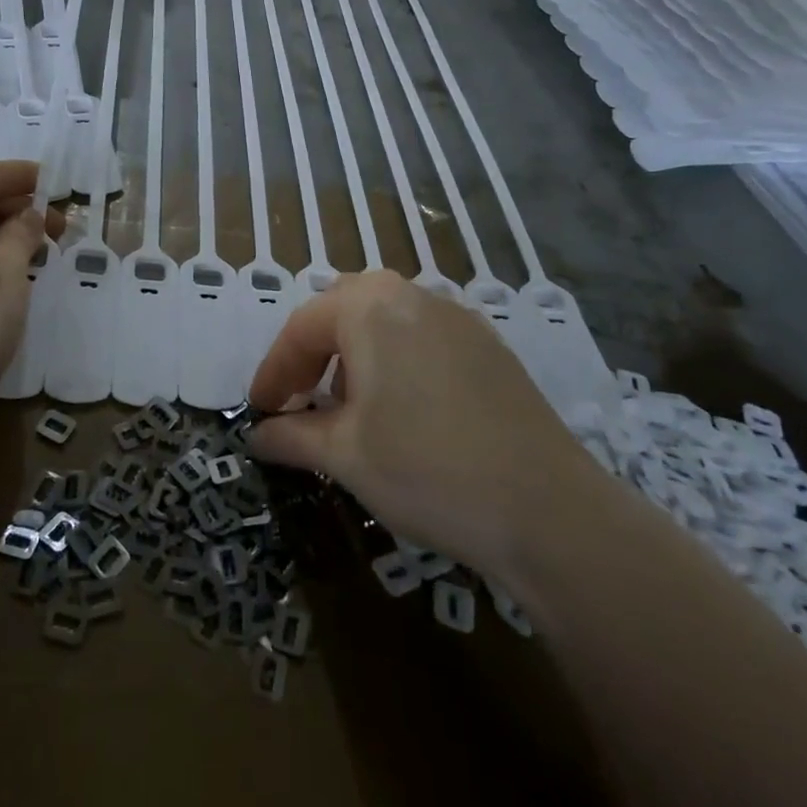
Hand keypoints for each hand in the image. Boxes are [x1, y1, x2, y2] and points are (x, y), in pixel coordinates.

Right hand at [246, 272, 598, 574]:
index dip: (273, 371)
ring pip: (386, 319)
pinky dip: (397, 360)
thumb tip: (258, 436)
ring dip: (355, 353)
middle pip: (343, 309)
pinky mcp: (490, 346)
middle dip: (314, 351)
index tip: (258, 411)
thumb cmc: (426, 470)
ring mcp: (458, 317)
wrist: (548, 510)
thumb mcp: (345, 455)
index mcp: (369, 308)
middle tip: (299, 397)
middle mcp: (412, 295)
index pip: (302, 328)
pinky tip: (404, 410)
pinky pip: (424, 336)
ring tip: (349, 407)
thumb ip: (292, 436)